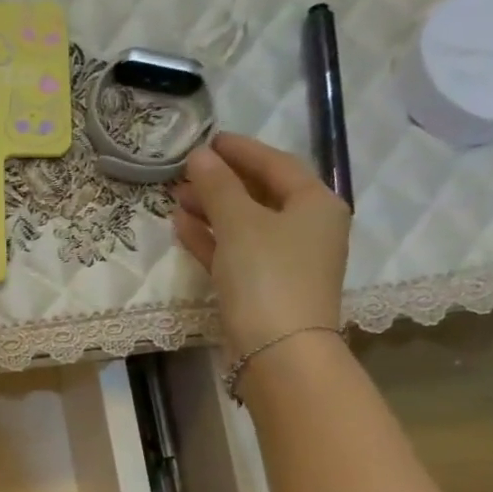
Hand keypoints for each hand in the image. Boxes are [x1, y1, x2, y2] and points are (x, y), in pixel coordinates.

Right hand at [173, 133, 350, 356]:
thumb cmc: (267, 277)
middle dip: (222, 182)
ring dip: (212, 210)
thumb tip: (199, 156)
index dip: (242, 151)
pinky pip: (236, 252)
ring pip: (245, 225)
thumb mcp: (240, 224)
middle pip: (261, 194)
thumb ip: (218, 187)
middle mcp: (307, 228)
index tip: (209, 140)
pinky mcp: (264, 288)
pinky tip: (184, 227)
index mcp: (315, 203)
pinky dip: (212, 239)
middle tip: (187, 171)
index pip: (277, 164)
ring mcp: (286, 261)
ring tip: (177, 198)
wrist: (278, 351)